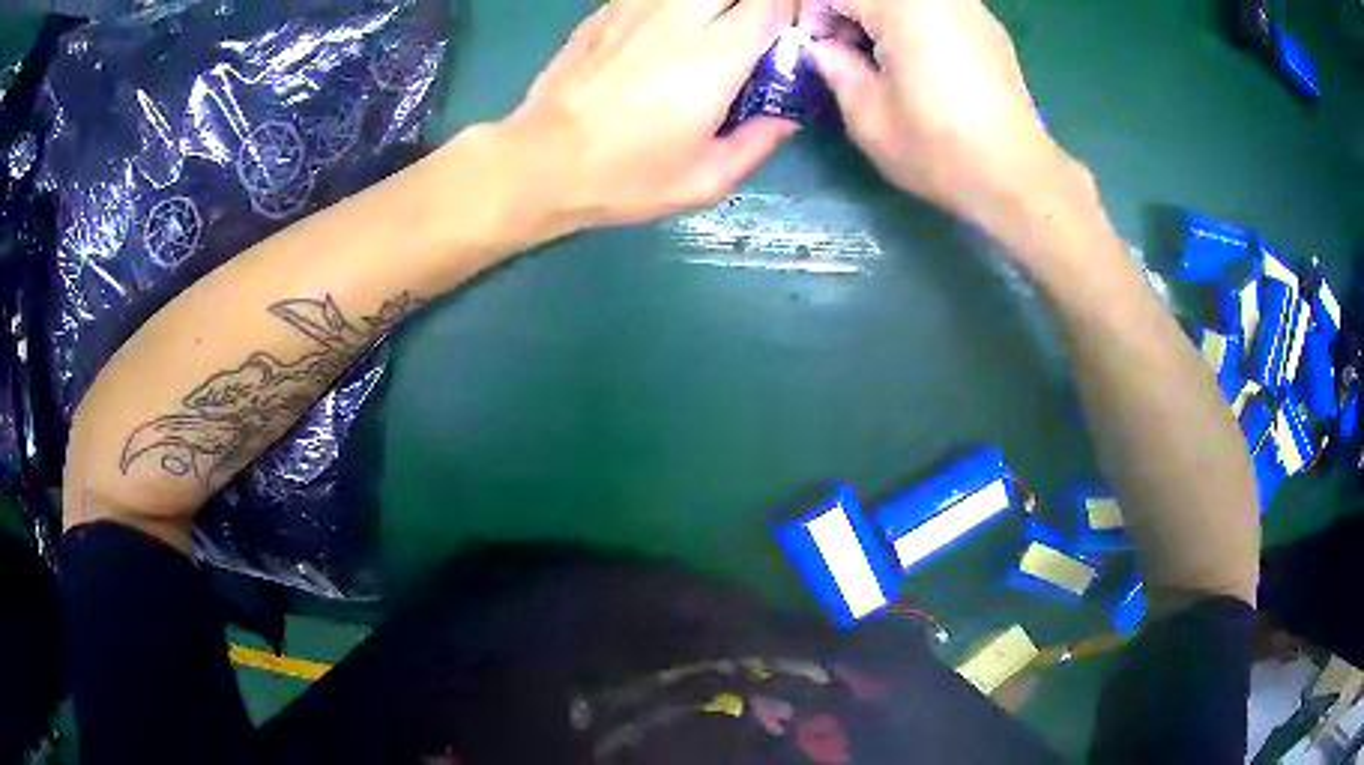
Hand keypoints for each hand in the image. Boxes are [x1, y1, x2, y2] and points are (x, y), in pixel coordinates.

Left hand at [497, 0, 797, 235]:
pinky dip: (674, 5)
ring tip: (711, 29)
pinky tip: (669, 29)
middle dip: (754, 2)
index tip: (790, 31)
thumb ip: (759, 142)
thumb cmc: (626, 177)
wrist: (541, 161)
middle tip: (752, 29)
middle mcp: (679, 18)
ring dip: (714, 4)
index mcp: (715, 56)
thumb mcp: (706, 180)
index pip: (772, 3)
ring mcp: (636, 7)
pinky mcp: (605, 10)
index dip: (791, 9)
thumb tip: (787, 114)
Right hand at [807, 0, 1080, 239]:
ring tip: (882, 57)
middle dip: (848, 13)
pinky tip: (920, 59)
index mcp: (902, 6)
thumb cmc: (940, 150)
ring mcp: (968, 6)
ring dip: (880, 17)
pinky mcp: (987, 25)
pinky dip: (913, 21)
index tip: (817, 52)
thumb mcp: (868, 117)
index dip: (813, 17)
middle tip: (846, 53)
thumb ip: (833, 68)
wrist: (1017, 177)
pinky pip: (934, 7)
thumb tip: (822, 48)